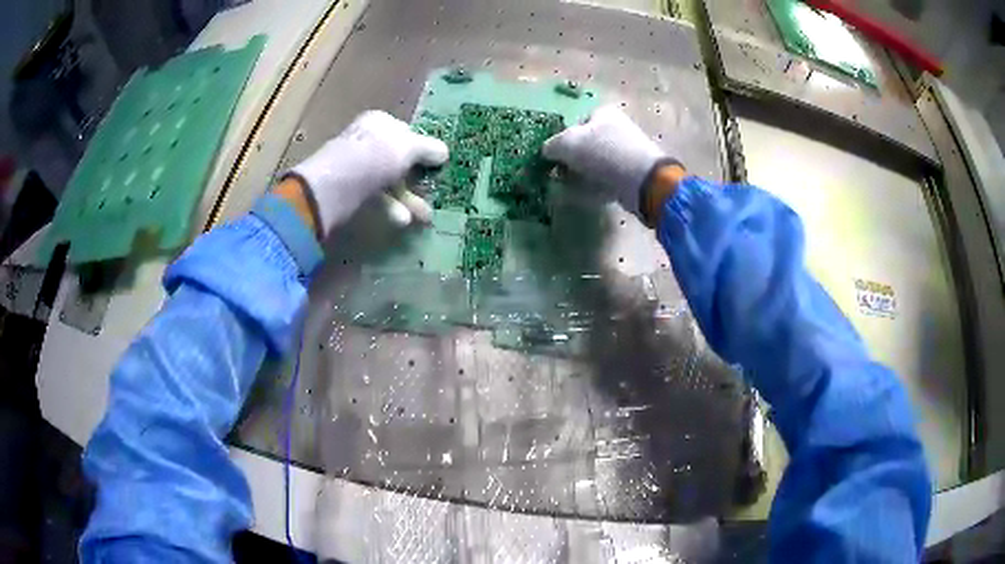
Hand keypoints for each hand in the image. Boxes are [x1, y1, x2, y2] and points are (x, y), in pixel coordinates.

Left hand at [288, 111, 447, 235]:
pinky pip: (376, 195)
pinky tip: (402, 219)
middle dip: (417, 179)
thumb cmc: (375, 156)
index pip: (406, 132)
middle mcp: (367, 140)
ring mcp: (357, 165)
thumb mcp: (409, 148)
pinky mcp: (350, 190)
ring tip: (424, 217)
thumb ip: (428, 149)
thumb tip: (444, 152)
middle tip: (433, 193)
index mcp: (380, 122)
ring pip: (389, 180)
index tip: (436, 165)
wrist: (335, 186)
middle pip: (398, 158)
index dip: (421, 148)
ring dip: (407, 198)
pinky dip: (390, 206)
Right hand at [543, 106, 669, 217]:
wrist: (642, 180)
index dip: (563, 139)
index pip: (576, 123)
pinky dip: (595, 187)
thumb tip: (546, 152)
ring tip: (569, 187)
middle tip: (560, 174)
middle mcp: (616, 128)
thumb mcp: (567, 143)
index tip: (554, 157)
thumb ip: (551, 145)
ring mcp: (626, 152)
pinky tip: (587, 195)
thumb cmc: (603, 153)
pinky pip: (606, 179)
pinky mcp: (632, 174)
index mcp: (603, 113)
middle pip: (585, 145)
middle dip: (571, 160)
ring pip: (595, 164)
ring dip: (581, 175)